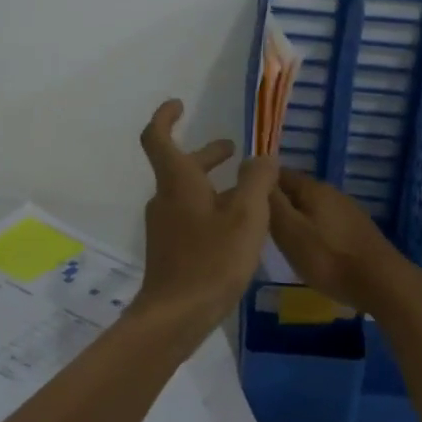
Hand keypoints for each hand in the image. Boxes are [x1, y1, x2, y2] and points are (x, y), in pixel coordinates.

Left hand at [133, 100, 278, 332]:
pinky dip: (212, 209)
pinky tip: (238, 228)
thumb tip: (262, 157)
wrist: (177, 316)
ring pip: (189, 194)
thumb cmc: (212, 259)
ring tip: (248, 191)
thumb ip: (257, 180)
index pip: (158, 138)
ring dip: (214, 184)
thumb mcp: (246, 215)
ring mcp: (166, 227)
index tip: (179, 104)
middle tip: (232, 150)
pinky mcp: (172, 251)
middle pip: (181, 167)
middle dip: (207, 155)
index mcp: (178, 183)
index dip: (166, 117)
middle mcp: (166, 200)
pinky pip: (192, 218)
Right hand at [268, 169, 421, 315]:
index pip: (278, 174)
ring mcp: (347, 211)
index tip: (243, 204)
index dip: (259, 186)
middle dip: (277, 205)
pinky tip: (309, 250)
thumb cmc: (328, 258)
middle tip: (258, 226)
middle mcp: (332, 193)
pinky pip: (326, 223)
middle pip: (296, 192)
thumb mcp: (290, 231)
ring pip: (311, 208)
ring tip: (279, 241)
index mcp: (313, 188)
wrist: (381, 282)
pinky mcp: (357, 230)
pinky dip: (312, 232)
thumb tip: (257, 171)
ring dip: (295, 220)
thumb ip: (272, 203)